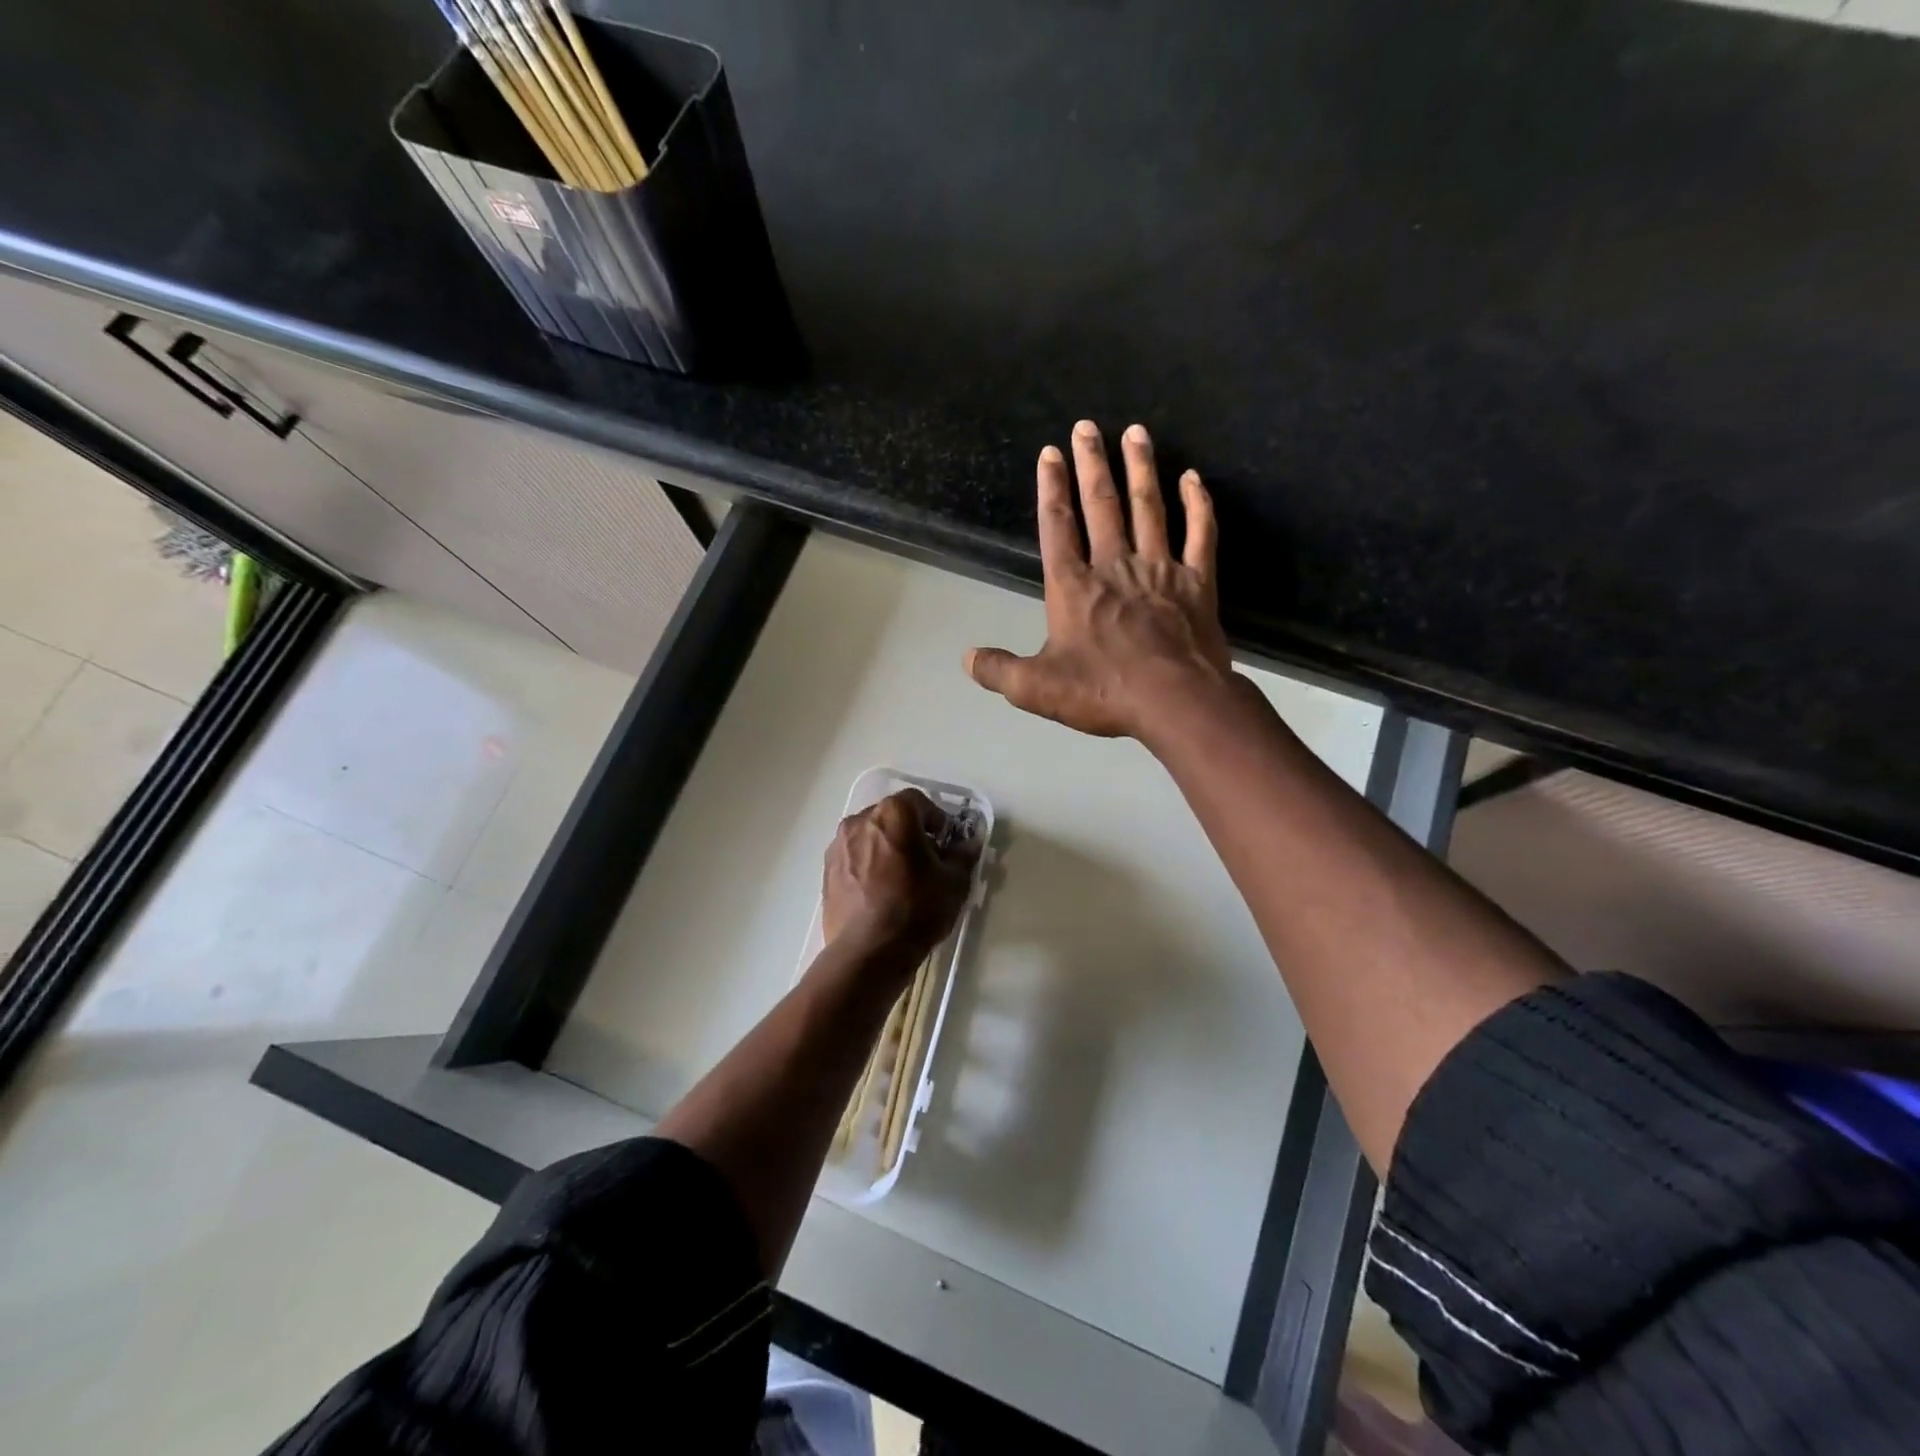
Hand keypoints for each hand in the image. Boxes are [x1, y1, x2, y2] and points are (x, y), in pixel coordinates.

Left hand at [822, 789, 976, 966]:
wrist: (868, 952)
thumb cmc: (917, 909)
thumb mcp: (954, 882)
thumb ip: (963, 855)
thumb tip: (968, 844)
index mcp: (893, 814)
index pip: (919, 802)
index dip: (937, 820)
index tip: (946, 844)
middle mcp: (860, 821)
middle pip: (891, 818)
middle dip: (910, 833)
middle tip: (926, 862)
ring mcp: (838, 846)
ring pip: (870, 838)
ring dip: (886, 849)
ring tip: (901, 880)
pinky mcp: (827, 872)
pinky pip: (854, 859)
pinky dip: (868, 867)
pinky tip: (880, 894)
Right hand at [965, 421, 1231, 742]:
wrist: (1175, 701)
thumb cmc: (1103, 691)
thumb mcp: (1036, 688)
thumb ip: (999, 670)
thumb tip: (967, 658)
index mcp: (1073, 587)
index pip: (1058, 527)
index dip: (1052, 489)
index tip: (1050, 454)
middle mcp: (1114, 566)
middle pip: (1102, 505)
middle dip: (1092, 463)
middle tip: (1088, 427)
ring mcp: (1159, 570)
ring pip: (1148, 508)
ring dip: (1141, 468)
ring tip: (1136, 432)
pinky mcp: (1198, 582)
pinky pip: (1200, 534)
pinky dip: (1198, 505)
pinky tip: (1194, 478)